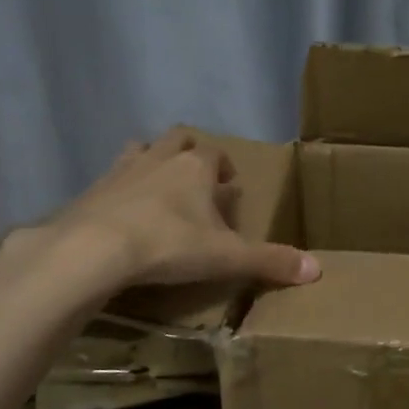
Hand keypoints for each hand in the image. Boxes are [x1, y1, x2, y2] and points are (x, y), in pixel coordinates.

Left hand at [7, 129, 318, 301]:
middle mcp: (159, 158)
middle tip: (197, 178)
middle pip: (177, 139)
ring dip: (152, 162)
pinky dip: (120, 191)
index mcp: (195, 167)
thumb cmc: (169, 245)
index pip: (216, 154)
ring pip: (140, 151)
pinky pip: (110, 181)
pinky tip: (121, 214)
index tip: (230, 186)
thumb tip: (318, 270)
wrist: (92, 250)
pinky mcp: (90, 191)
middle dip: (189, 153)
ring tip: (158, 187)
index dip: (225, 167)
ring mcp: (121, 171)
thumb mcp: (227, 257)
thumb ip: (270, 261)